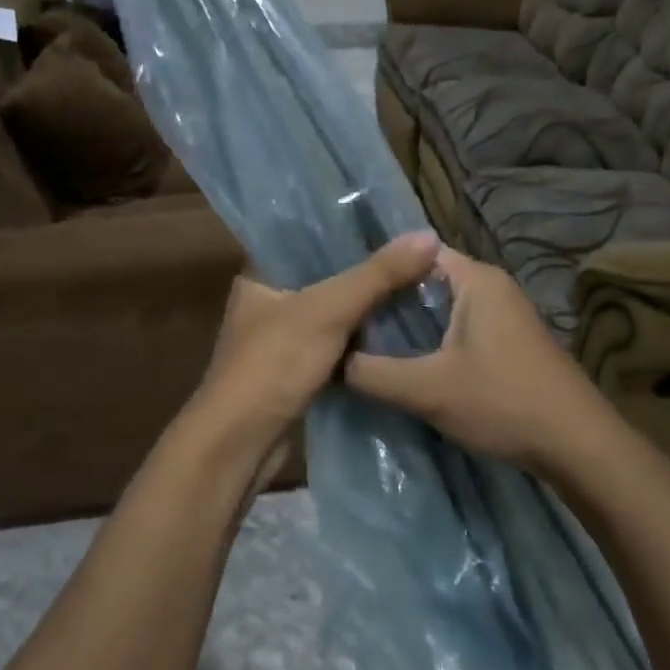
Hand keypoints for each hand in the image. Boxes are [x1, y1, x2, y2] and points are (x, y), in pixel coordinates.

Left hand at [187, 232, 441, 462]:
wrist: (240, 445)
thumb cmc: (273, 365)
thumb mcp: (328, 311)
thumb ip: (378, 274)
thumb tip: (428, 236)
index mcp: (261, 275)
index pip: (308, 238)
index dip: (350, 230)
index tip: (396, 224)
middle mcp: (269, 302)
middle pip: (326, 277)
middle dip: (368, 272)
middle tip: (418, 258)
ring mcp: (282, 340)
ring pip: (334, 315)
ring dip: (368, 310)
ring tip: (418, 289)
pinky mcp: (296, 373)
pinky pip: (337, 348)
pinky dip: (362, 344)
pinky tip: (400, 334)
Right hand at [345, 245, 630, 478]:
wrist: (578, 445)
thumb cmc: (502, 403)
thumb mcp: (427, 390)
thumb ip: (373, 373)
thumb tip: (331, 360)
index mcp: (476, 280)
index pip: (416, 253)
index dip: (379, 271)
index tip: (348, 297)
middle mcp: (493, 287)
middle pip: (427, 281)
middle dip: (390, 302)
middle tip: (350, 324)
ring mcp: (505, 315)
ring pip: (444, 308)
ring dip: (411, 325)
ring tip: (370, 344)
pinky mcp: (510, 342)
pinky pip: (460, 328)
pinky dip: (433, 340)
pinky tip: (411, 365)